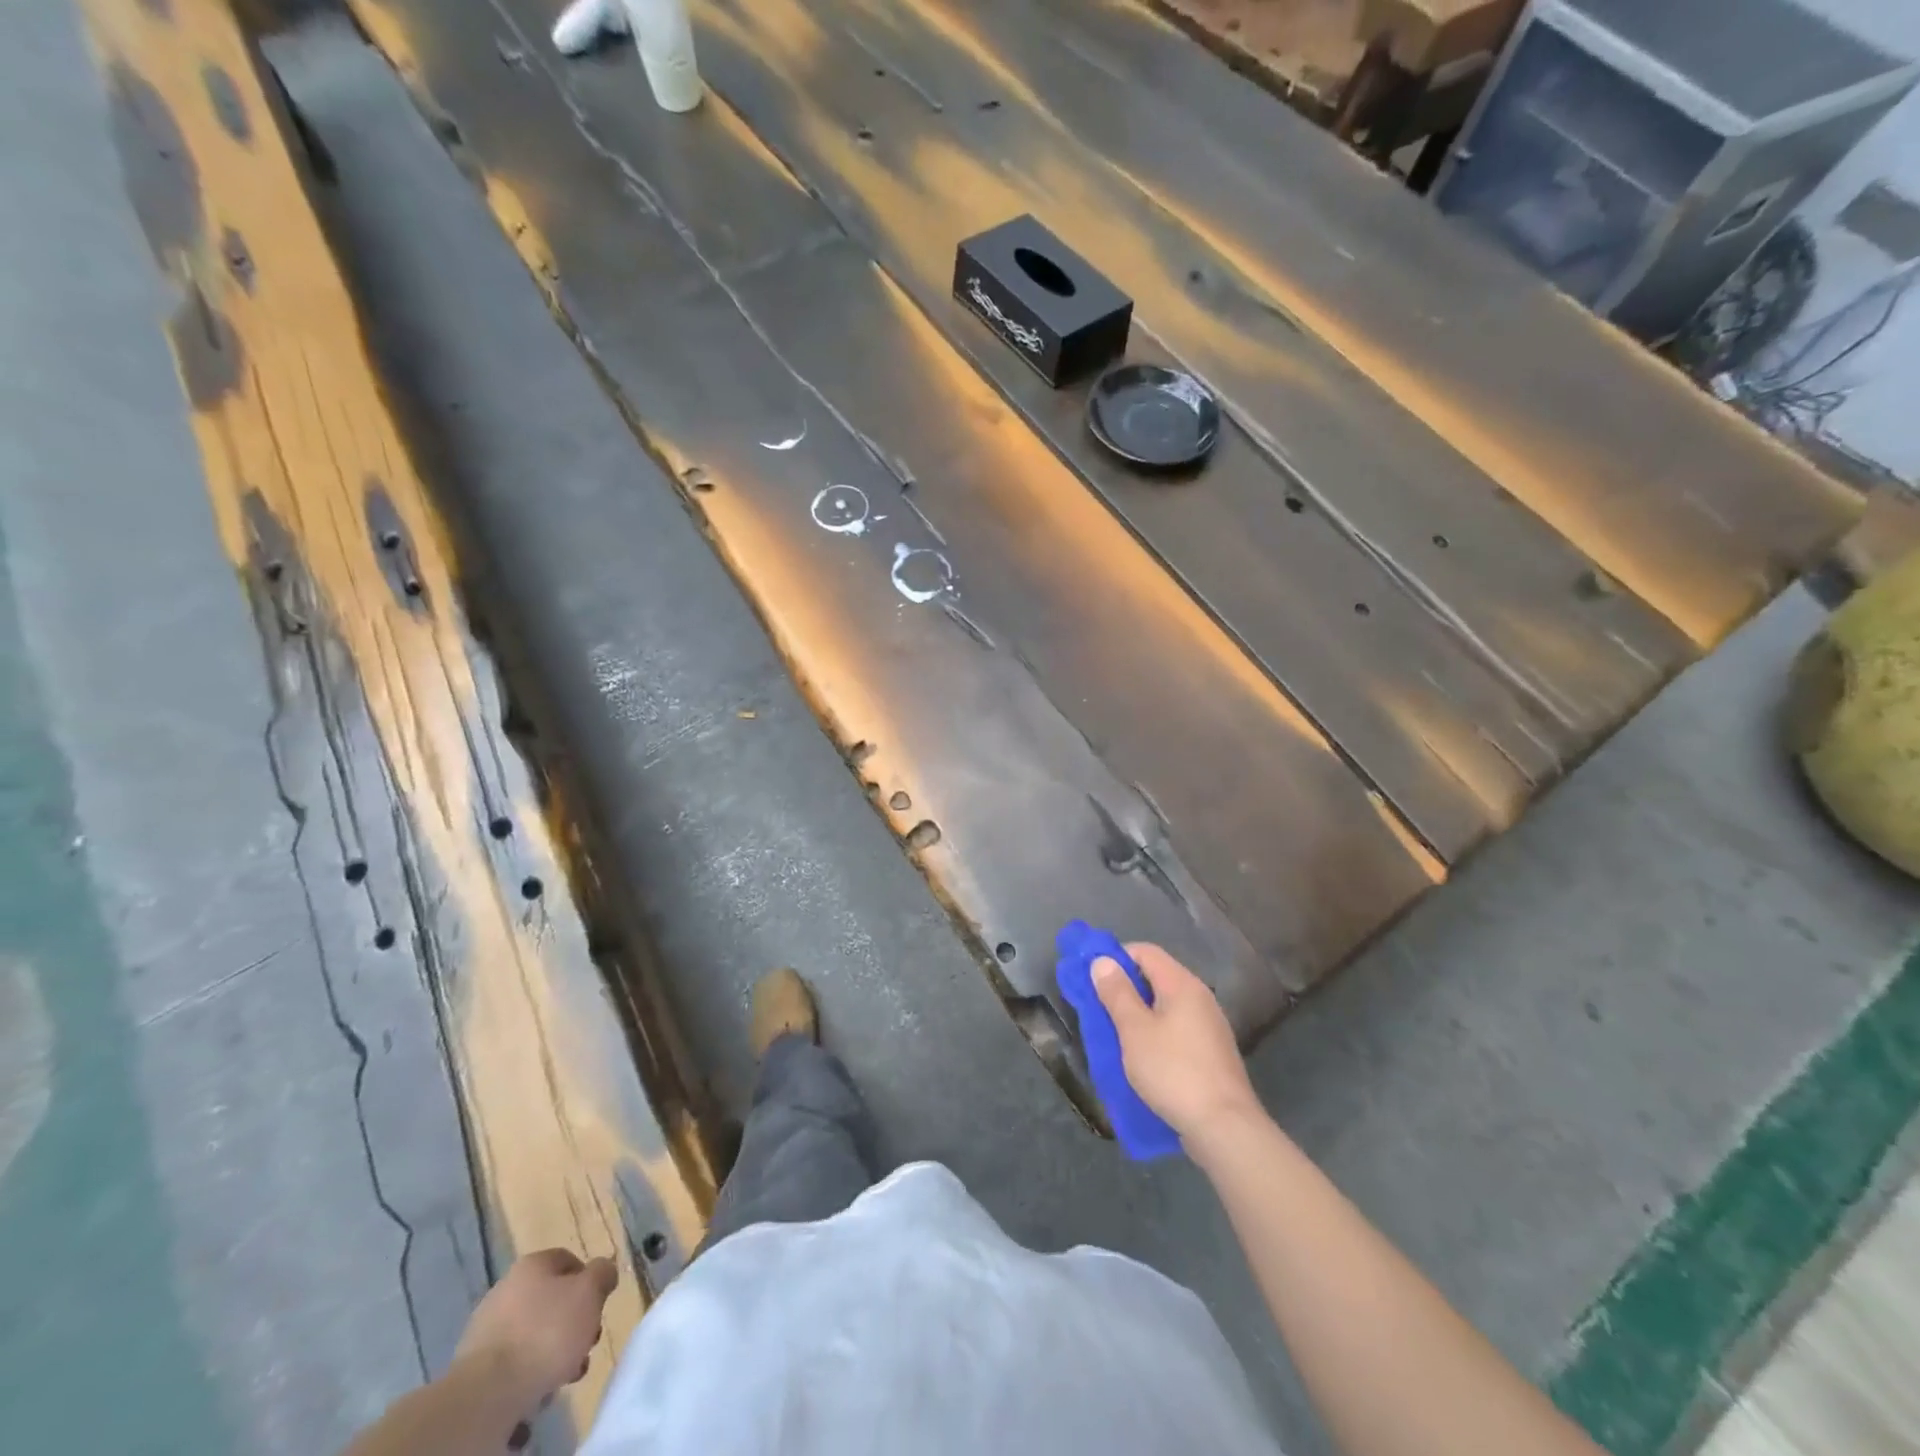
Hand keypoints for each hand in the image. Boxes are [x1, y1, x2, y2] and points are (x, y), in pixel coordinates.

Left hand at [453, 1249, 617, 1415]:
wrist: (487, 1393)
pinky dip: (528, 1373)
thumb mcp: (590, 1293)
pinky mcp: (473, 1367)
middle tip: (586, 1345)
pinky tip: (539, 1390)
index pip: (568, 1261)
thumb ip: (603, 1274)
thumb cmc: (547, 1332)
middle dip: (574, 1323)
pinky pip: (513, 1362)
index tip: (598, 1307)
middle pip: (552, 1301)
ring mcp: (485, 1329)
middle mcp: (506, 1289)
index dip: (589, 1281)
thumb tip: (603, 1271)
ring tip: (565, 1376)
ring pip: (533, 1334)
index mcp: (532, 1265)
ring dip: (553, 1353)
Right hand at [1094, 943, 1261, 1146]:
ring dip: (1138, 1014)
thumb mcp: (1134, 1030)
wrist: (1224, 1128)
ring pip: (1165, 1007)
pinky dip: (1155, 1034)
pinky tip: (1141, 1057)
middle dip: (1124, 988)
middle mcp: (1200, 998)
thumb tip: (1103, 960)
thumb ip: (1117, 993)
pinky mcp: (1212, 1054)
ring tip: (1114, 1034)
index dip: (1116, 957)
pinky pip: (1176, 1031)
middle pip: (1156, 978)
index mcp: (1182, 984)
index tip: (1092, 977)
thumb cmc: (1174, 1071)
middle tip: (1097, 1008)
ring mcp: (1209, 1027)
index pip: (1145, 951)